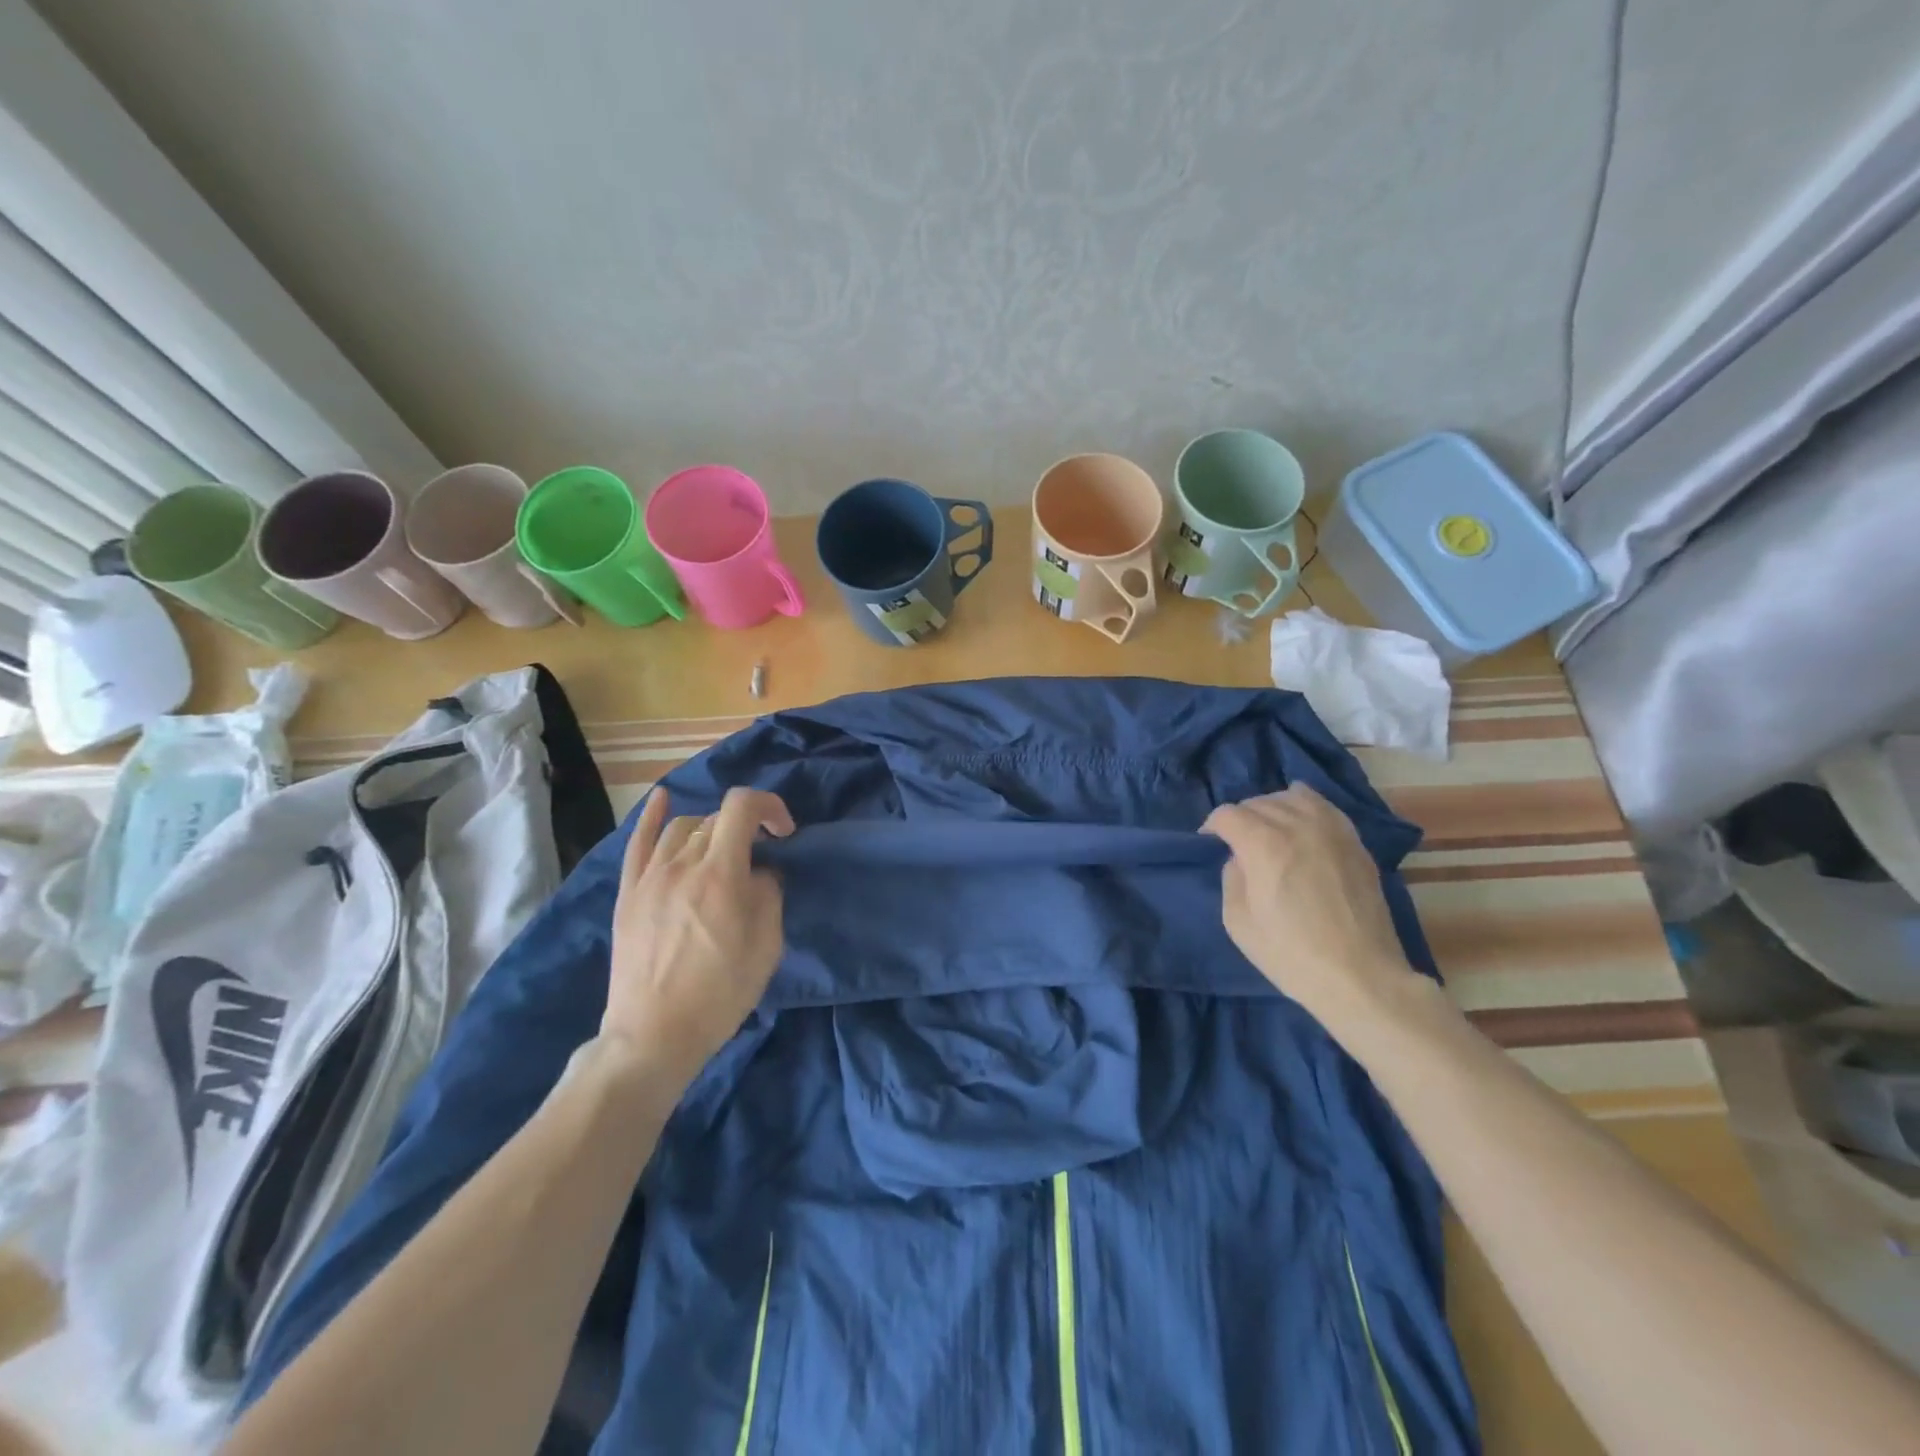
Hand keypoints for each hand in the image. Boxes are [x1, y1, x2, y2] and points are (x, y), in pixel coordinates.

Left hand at [602, 786, 794, 1093]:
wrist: (654, 1035)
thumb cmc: (720, 994)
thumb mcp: (766, 947)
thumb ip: (769, 895)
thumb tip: (762, 872)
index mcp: (721, 875)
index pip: (742, 808)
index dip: (769, 806)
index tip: (783, 832)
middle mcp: (683, 864)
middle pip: (715, 820)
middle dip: (744, 827)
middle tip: (758, 856)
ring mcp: (650, 877)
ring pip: (682, 827)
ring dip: (710, 829)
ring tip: (721, 852)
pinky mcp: (628, 893)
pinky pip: (638, 842)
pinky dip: (652, 816)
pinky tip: (663, 799)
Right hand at [1202, 785, 1420, 1034]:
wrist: (1360, 977)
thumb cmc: (1291, 955)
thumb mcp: (1238, 922)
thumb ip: (1232, 877)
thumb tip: (1241, 858)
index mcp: (1264, 845)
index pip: (1228, 814)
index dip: (1212, 826)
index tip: (1210, 843)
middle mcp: (1298, 826)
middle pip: (1258, 802)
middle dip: (1240, 818)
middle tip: (1237, 842)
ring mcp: (1332, 831)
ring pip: (1291, 797)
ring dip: (1272, 808)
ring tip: (1269, 829)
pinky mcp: (1355, 842)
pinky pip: (1324, 806)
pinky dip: (1305, 805)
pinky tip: (1300, 818)